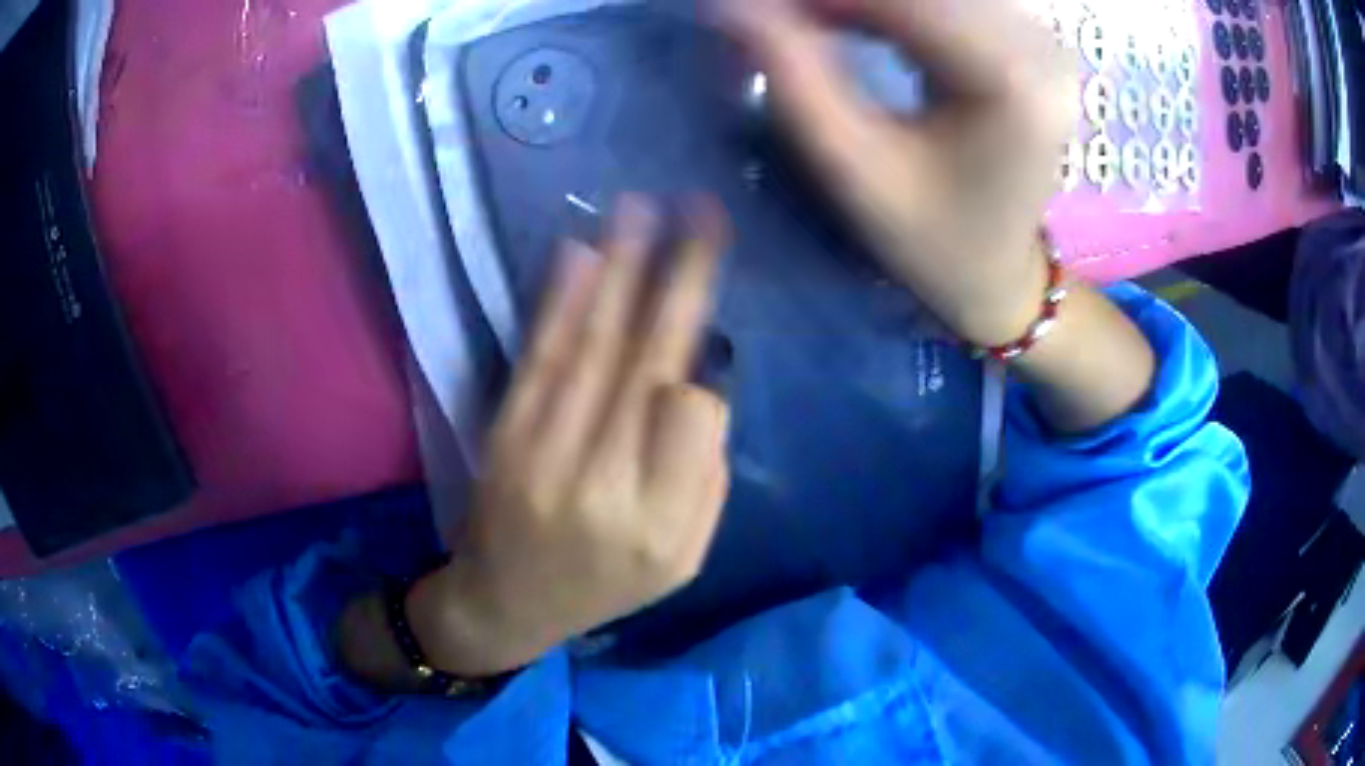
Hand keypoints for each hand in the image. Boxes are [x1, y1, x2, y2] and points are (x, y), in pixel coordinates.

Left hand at [408, 197, 731, 676]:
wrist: (505, 605)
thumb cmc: (604, 585)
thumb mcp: (682, 560)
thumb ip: (706, 480)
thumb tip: (702, 383)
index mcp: (663, 525)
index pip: (694, 415)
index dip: (697, 375)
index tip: (695, 356)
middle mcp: (606, 485)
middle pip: (648, 363)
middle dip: (680, 278)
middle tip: (704, 212)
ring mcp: (545, 456)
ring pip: (593, 348)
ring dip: (622, 271)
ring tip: (645, 208)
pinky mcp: (504, 435)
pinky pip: (539, 360)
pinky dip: (562, 304)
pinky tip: (583, 254)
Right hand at [724, 0, 1077, 347]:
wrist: (1000, 273)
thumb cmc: (930, 239)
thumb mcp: (853, 169)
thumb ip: (793, 77)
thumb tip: (735, 9)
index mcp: (1009, 80)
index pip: (900, 2)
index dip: (817, 0)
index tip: (751, 10)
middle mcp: (1038, 46)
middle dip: (837, 1)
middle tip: (778, 22)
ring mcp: (1038, 39)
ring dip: (861, 5)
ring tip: (809, 24)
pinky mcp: (1028, 40)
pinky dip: (890, 7)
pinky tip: (852, 20)